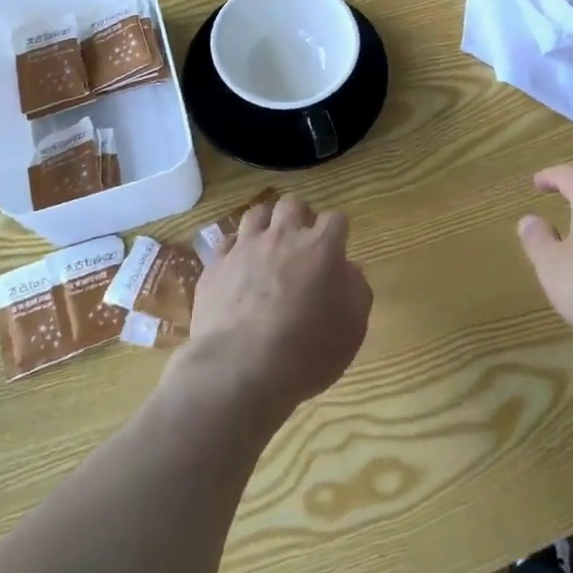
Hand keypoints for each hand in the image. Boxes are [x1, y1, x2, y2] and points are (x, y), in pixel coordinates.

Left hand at [181, 195, 371, 419]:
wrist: (240, 368)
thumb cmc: (306, 351)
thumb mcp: (352, 329)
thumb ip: (356, 290)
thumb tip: (349, 270)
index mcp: (321, 247)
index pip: (335, 219)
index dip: (337, 232)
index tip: (337, 250)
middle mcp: (283, 236)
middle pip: (293, 204)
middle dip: (300, 216)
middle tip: (302, 242)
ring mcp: (245, 247)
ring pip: (257, 213)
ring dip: (267, 224)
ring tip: (269, 246)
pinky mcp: (215, 264)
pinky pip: (227, 241)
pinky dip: (236, 249)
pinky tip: (239, 267)